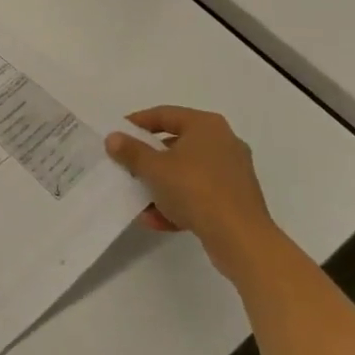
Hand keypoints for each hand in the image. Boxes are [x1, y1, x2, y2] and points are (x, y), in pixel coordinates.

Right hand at [105, 106, 276, 276]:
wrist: (241, 239)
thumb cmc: (195, 190)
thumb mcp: (154, 168)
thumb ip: (131, 151)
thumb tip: (113, 138)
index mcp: (206, 126)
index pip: (164, 115)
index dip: (137, 123)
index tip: (117, 135)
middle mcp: (224, 143)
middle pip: (176, 145)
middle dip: (149, 159)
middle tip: (127, 167)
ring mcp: (233, 173)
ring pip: (186, 173)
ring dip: (161, 186)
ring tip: (139, 200)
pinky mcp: (236, 200)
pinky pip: (200, 194)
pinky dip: (179, 203)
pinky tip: (156, 220)